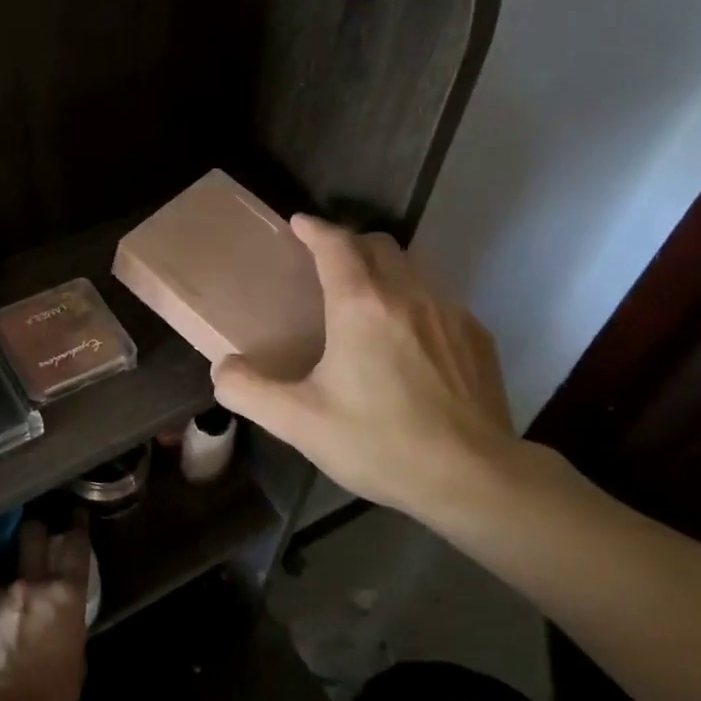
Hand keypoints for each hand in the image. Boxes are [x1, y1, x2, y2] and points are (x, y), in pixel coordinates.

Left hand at [0, 518, 91, 700]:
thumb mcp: (76, 662)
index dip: (77, 526)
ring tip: (21, 616)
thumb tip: (63, 624)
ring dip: (19, 588)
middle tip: (41, 530)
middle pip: (33, 538)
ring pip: (13, 579)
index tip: (76, 513)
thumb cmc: (52, 698)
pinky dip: (1, 614)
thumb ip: (70, 631)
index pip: (75, 547)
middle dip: (37, 529)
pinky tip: (2, 638)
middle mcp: (32, 586)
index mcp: (65, 596)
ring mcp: (0, 597)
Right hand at [212, 215, 522, 531]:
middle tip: (328, 264)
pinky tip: (408, 342)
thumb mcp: (299, 423)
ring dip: (384, 270)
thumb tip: (222, 369)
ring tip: (366, 300)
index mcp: (361, 307)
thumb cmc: (379, 443)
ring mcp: (451, 313)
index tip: (299, 224)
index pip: (336, 245)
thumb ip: (249, 391)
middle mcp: (409, 295)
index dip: (314, 229)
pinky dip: (414, 303)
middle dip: (350, 243)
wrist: (472, 477)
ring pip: (413, 269)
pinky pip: (439, 300)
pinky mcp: (477, 337)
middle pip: (379, 245)